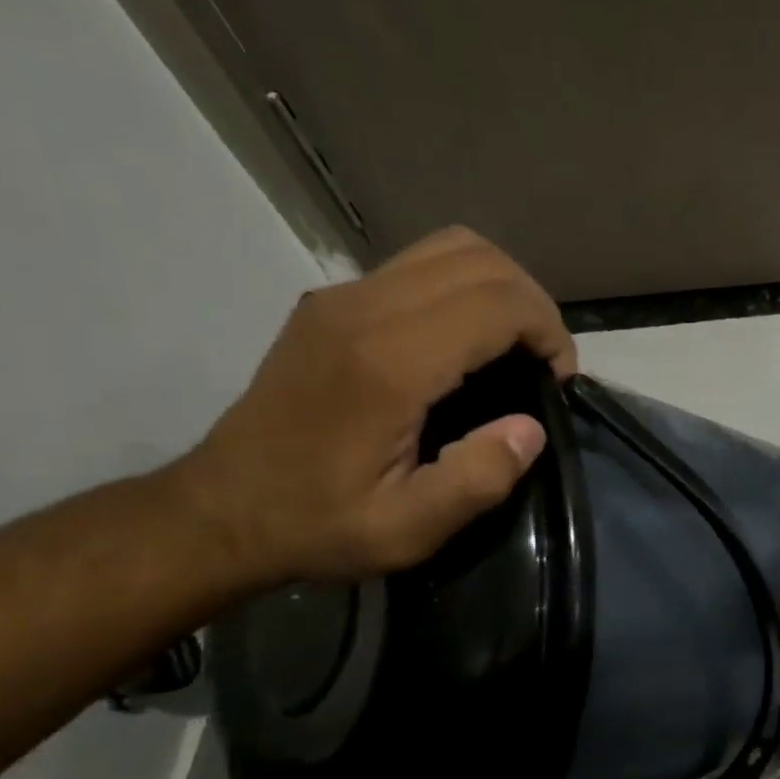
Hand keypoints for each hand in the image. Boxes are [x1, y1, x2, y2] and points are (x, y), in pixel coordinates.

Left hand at [174, 226, 576, 585]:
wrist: (221, 511)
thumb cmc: (318, 524)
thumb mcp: (408, 530)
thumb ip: (477, 480)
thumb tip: (530, 428)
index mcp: (387, 364)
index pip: (496, 302)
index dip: (548, 333)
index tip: (557, 382)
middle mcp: (363, 310)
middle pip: (480, 259)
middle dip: (533, 305)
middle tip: (544, 363)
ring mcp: (342, 298)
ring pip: (451, 248)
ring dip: (501, 289)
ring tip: (514, 346)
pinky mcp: (332, 303)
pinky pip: (420, 266)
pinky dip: (466, 289)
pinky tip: (469, 343)